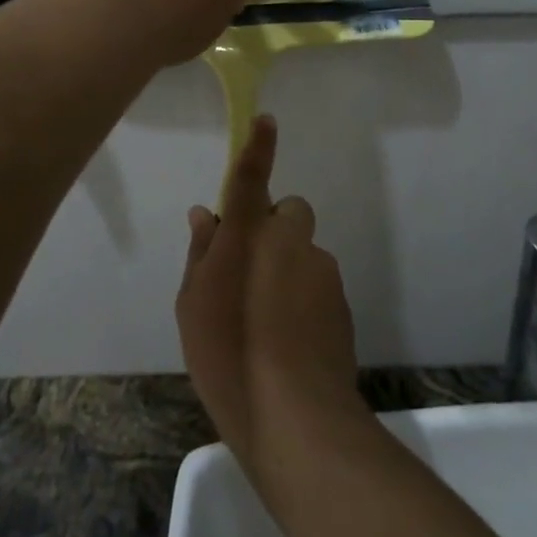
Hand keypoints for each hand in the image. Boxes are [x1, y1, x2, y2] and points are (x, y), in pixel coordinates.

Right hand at [177, 116, 363, 476]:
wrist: (295, 416)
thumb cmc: (227, 354)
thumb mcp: (193, 304)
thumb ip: (202, 252)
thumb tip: (205, 215)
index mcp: (249, 234)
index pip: (253, 175)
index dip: (258, 145)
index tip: (266, 120)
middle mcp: (290, 240)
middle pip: (288, 213)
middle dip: (273, 229)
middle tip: (249, 272)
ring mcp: (322, 269)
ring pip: (303, 251)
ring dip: (288, 268)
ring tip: (266, 320)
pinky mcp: (343, 300)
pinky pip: (318, 281)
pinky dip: (304, 296)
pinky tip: (289, 338)